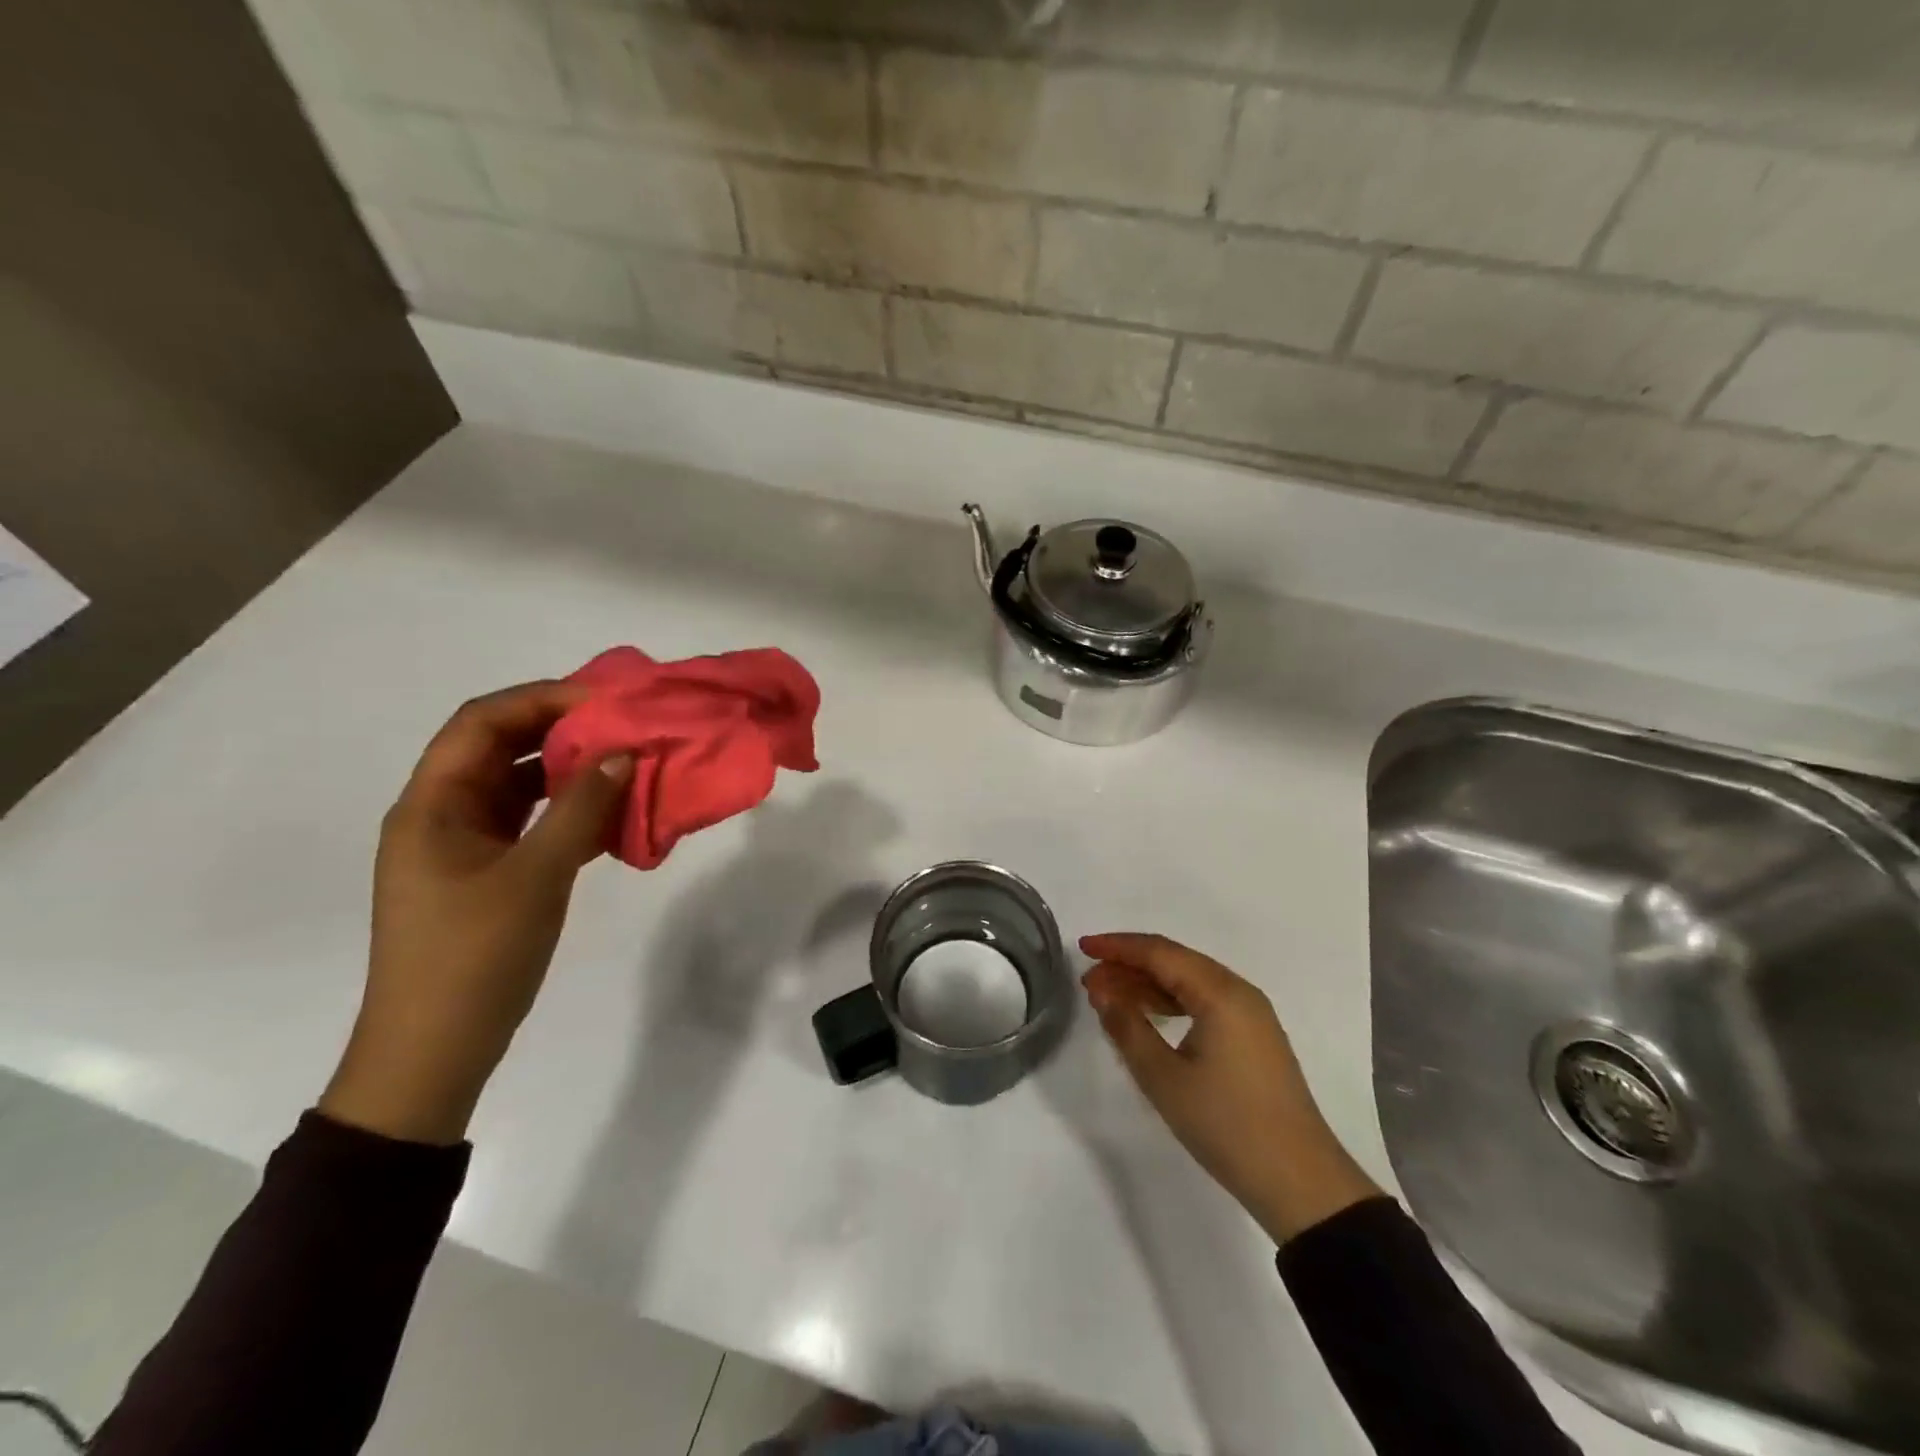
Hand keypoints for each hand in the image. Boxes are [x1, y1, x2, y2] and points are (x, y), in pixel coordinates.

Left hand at [320, 682, 633, 1144]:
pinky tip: (612, 815)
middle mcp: (442, 814)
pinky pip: (531, 824)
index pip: (481, 723)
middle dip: (562, 731)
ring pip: (519, 787)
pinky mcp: (487, 874)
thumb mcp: (536, 876)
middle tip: (624, 727)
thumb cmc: (475, 956)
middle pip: (500, 748)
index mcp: (432, 804)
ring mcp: (464, 846)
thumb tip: (622, 753)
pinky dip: (569, 812)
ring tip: (626, 764)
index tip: (604, 700)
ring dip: (569, 772)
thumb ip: (581, 809)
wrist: (434, 1051)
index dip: (541, 699)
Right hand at [1079, 932, 1381, 1243]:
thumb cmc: (1227, 1125)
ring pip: (1189, 982)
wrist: (1301, 1183)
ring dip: (1148, 985)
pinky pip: (1204, 1002)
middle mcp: (1239, 992)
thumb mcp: (1164, 1078)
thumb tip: (1103, 994)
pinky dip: (1171, 1002)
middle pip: (1175, 961)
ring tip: (1109, 999)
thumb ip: (1127, 1028)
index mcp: (1220, 993)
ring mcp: (1251, 1015)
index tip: (1082, 947)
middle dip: (1129, 965)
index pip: (1160, 952)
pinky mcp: (1254, 1037)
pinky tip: (1147, 1016)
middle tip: (1089, 982)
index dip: (1118, 946)